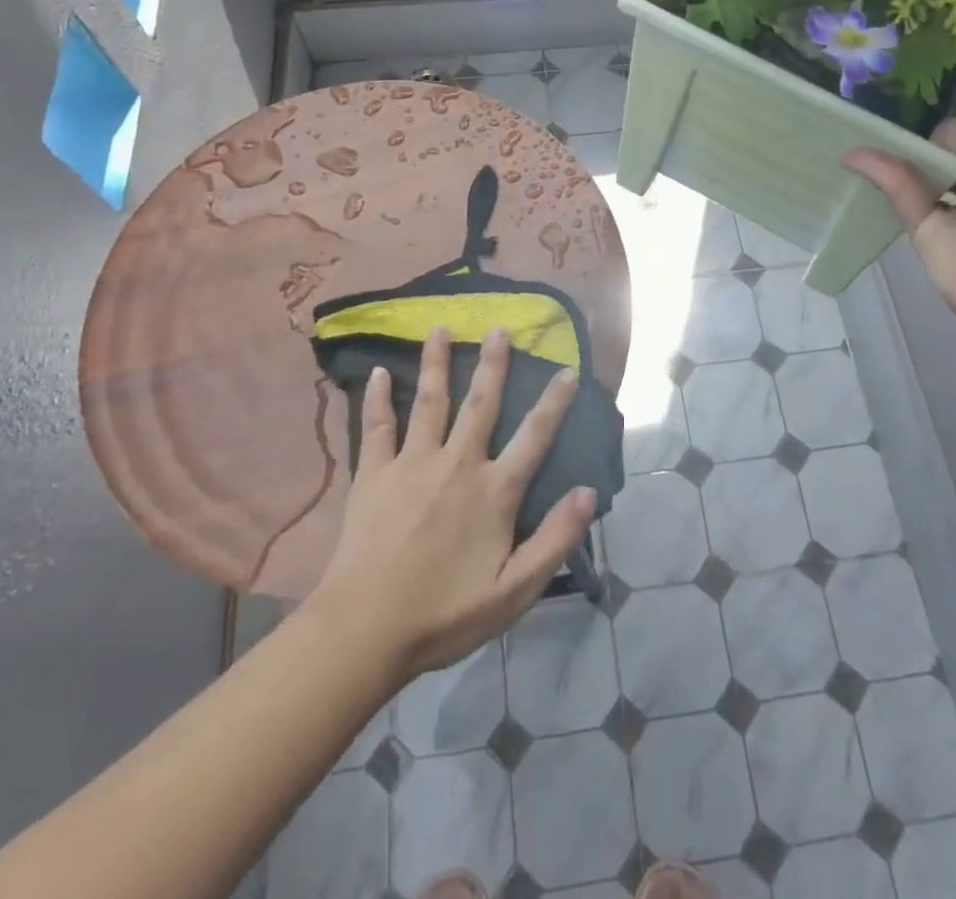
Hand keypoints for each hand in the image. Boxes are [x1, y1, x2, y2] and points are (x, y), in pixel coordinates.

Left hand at [307, 327, 597, 681]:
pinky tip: (379, 371)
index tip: (567, 369)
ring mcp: (412, 463)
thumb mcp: (515, 590)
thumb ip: (555, 539)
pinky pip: (377, 426)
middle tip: (499, 327)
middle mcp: (457, 464)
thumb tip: (589, 492)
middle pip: (481, 403)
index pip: (534, 436)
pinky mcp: (374, 473)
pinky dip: (378, 397)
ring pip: (430, 401)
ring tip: (441, 328)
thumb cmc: (445, 613)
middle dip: (494, 363)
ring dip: (438, 363)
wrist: (366, 628)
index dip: (554, 401)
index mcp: (494, 491)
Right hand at [844, 108, 955, 324]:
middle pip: (952, 147)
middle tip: (885, 108)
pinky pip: (902, 195)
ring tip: (856, 128)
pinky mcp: (930, 235)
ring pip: (922, 172)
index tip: (928, 92)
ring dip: (895, 153)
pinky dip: (880, 174)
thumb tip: (927, 153)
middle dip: (924, 130)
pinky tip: (853, 157)